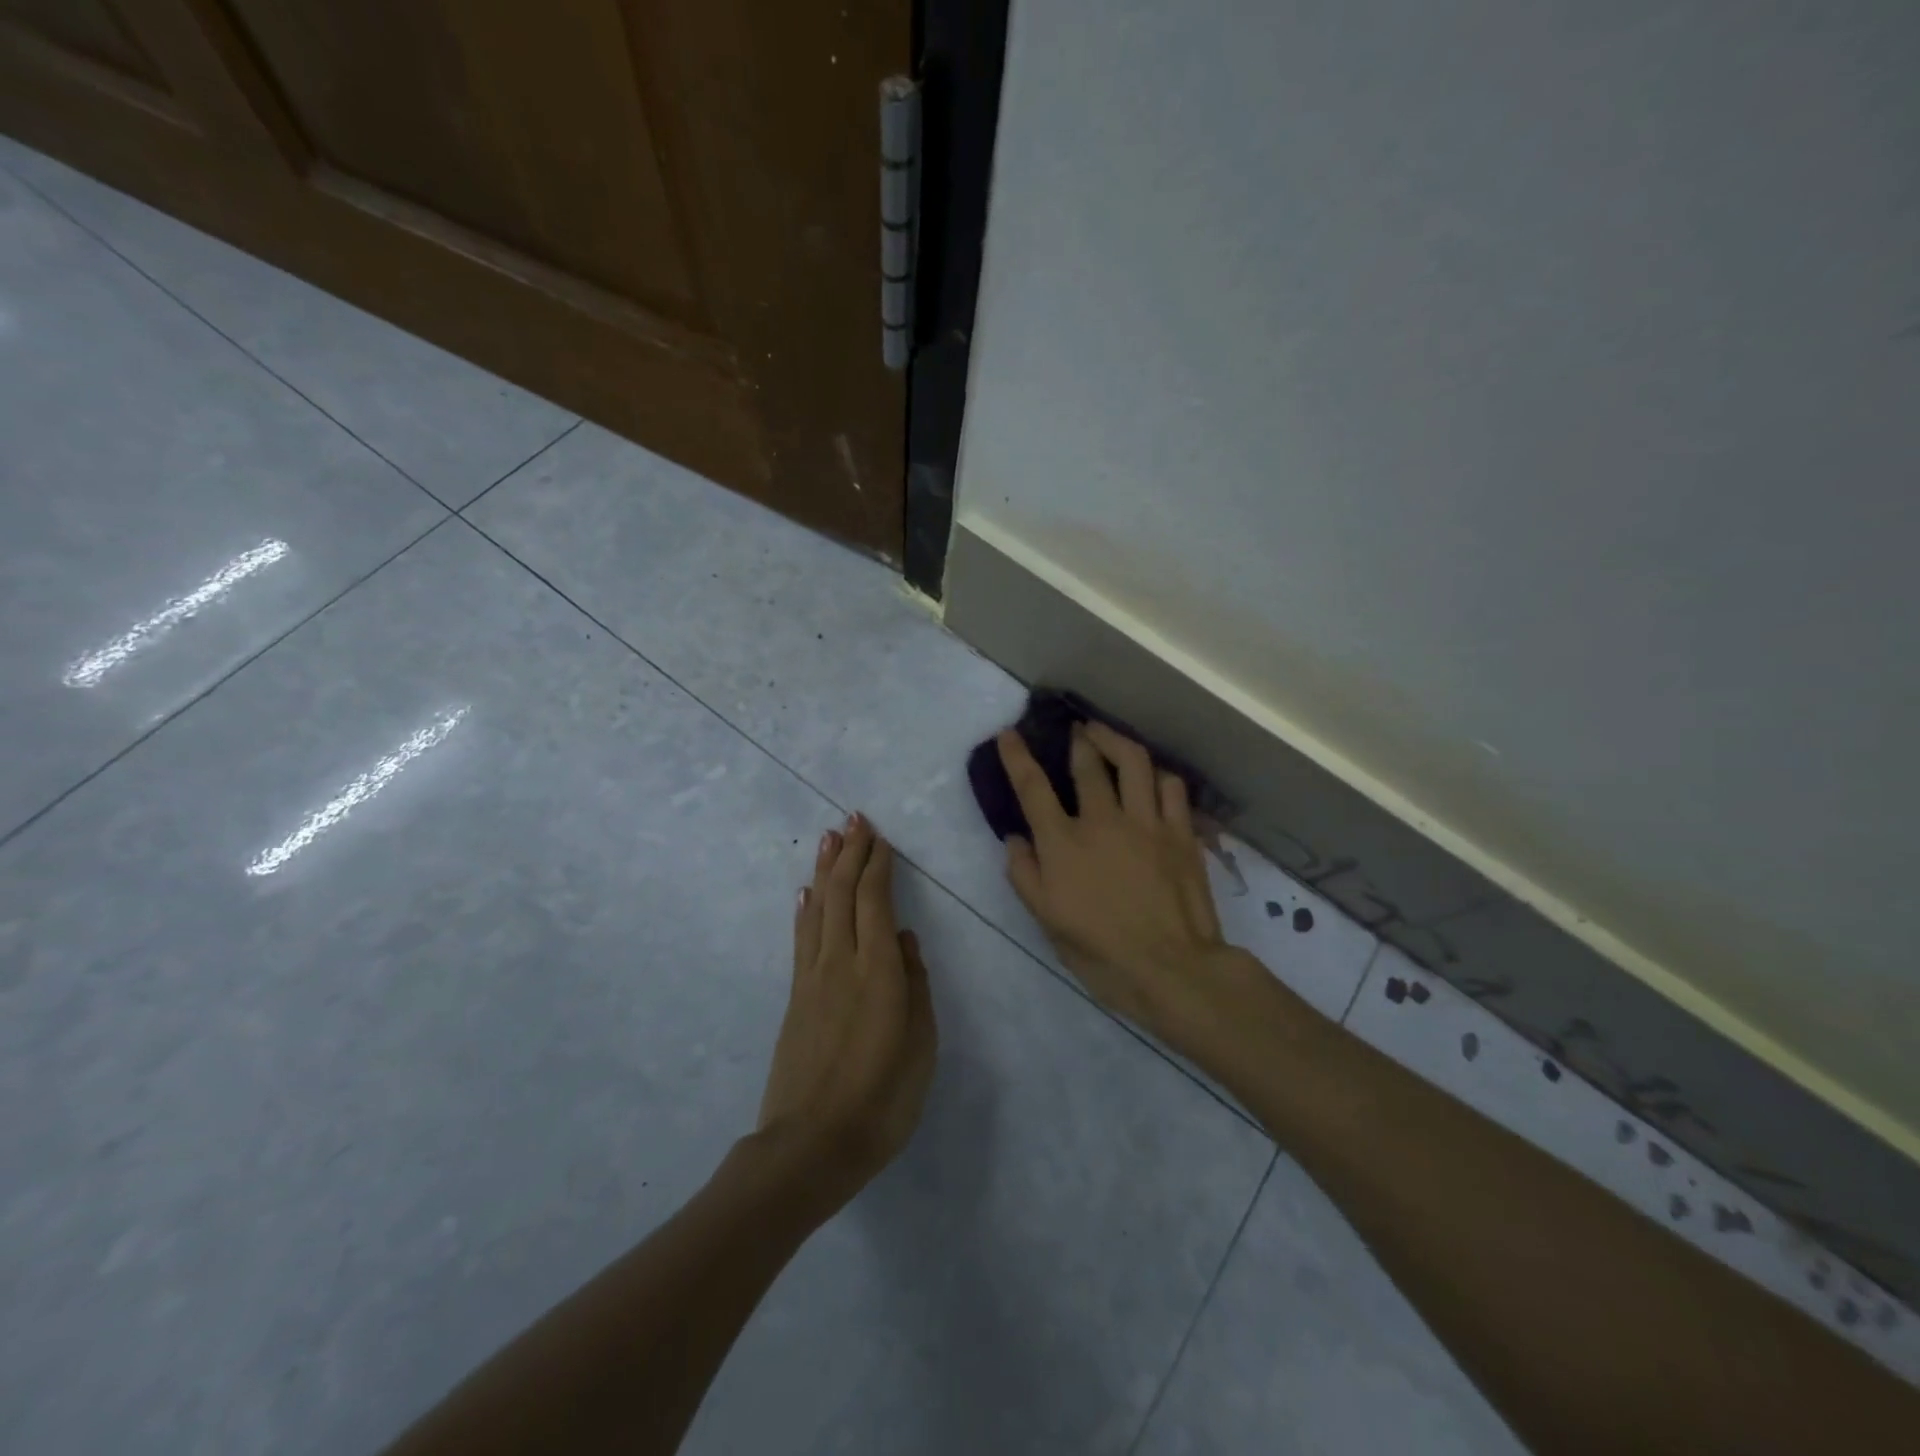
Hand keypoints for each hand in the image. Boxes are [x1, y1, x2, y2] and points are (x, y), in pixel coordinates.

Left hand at [757, 814, 936, 1214]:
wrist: (810, 1146)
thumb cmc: (881, 1101)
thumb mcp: (920, 1047)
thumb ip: (915, 985)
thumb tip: (903, 939)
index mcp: (878, 972)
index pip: (874, 901)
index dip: (876, 864)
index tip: (879, 836)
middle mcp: (841, 962)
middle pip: (842, 893)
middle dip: (849, 853)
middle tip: (854, 819)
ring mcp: (813, 978)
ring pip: (818, 908)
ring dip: (825, 870)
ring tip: (829, 838)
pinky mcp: (796, 997)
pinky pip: (802, 938)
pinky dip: (806, 908)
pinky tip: (806, 894)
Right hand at [998, 724, 1234, 1045]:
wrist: (1171, 968)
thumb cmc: (1100, 951)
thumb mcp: (1047, 920)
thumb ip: (1025, 874)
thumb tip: (1015, 839)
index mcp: (1064, 843)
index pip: (1033, 787)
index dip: (1017, 756)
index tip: (1009, 733)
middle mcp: (1104, 821)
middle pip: (1087, 763)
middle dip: (1078, 739)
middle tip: (1075, 730)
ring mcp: (1147, 822)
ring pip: (1134, 761)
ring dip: (1116, 741)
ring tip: (1109, 738)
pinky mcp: (1181, 832)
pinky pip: (1172, 786)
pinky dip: (1158, 775)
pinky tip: (1152, 777)